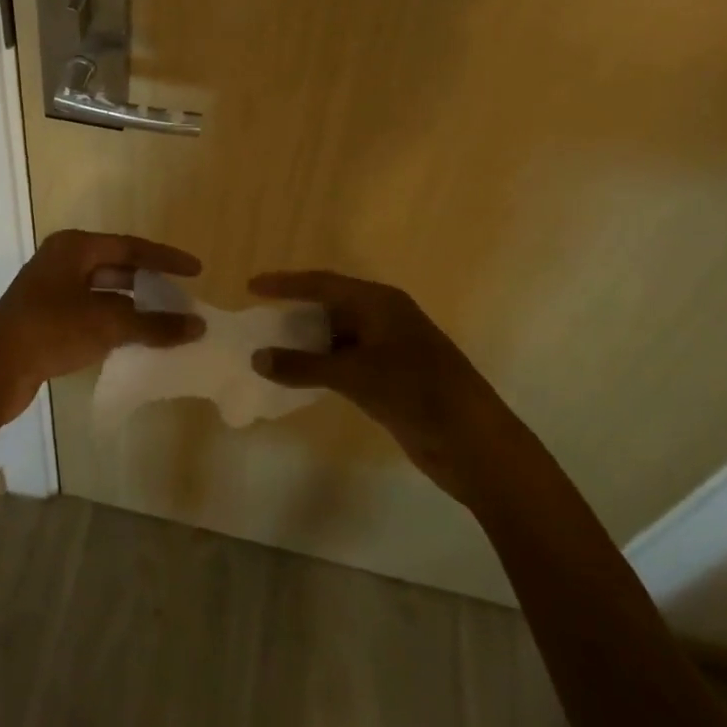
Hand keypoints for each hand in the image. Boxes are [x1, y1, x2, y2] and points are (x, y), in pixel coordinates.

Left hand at [0, 229, 205, 421]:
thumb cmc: (51, 331)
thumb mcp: (107, 324)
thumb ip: (154, 324)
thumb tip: (197, 326)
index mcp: (74, 247)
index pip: (131, 247)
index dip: (166, 259)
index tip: (196, 270)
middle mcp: (62, 260)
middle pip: (117, 265)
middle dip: (150, 281)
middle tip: (181, 296)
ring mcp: (51, 289)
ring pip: (104, 290)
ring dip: (134, 304)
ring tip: (165, 319)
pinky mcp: (47, 316)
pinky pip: (91, 310)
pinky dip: (115, 320)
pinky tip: (135, 337)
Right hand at [248, 271, 501, 501]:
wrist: (475, 443)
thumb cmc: (416, 392)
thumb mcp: (355, 375)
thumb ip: (304, 365)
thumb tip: (258, 357)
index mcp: (380, 303)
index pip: (323, 284)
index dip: (286, 284)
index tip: (251, 286)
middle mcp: (384, 318)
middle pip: (330, 306)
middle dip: (295, 312)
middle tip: (258, 320)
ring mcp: (390, 349)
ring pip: (338, 336)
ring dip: (307, 343)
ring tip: (271, 350)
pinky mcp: (392, 378)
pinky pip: (347, 362)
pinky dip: (323, 366)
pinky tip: (301, 377)